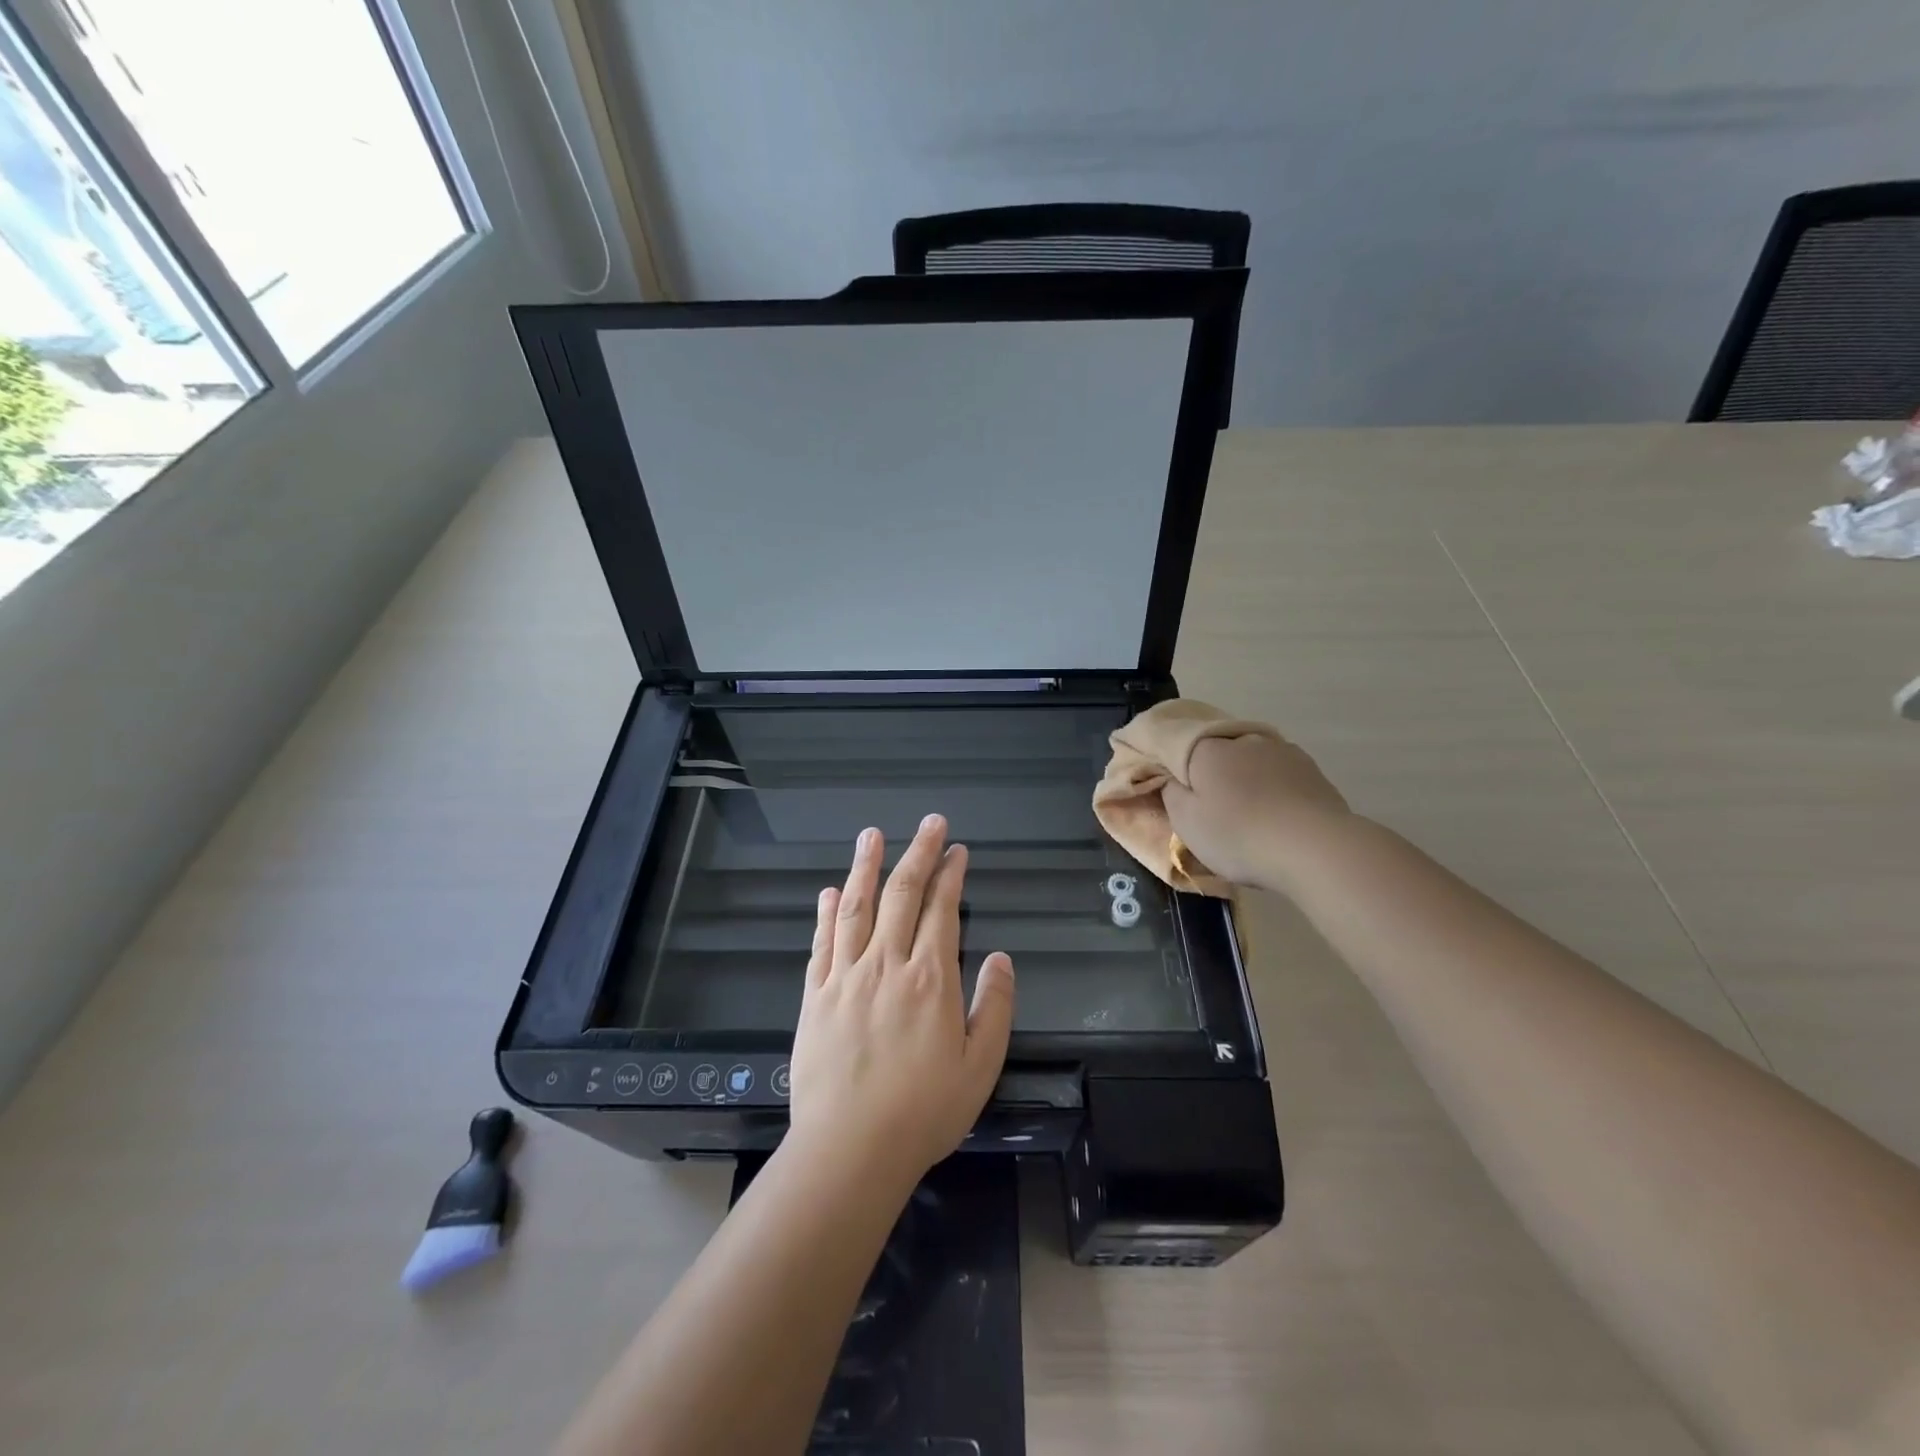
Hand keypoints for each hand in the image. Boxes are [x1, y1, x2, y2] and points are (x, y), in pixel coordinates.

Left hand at [788, 815, 1015, 1186]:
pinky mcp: (816, 995)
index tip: (957, 851)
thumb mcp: (980, 1066)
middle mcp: (887, 964)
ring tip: (872, 835)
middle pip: (902, 894)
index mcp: (930, 978)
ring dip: (866, 867)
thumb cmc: (924, 1111)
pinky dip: (827, 912)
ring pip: (857, 907)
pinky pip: (823, 942)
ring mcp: (846, 976)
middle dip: (918, 853)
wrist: (850, 1149)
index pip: (941, 910)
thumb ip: (995, 1007)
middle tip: (929, 823)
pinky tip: (831, 891)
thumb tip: (1000, 959)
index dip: (951, 875)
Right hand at [1162, 732, 1350, 889]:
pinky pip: (1280, 777)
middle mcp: (1244, 740)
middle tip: (1210, 808)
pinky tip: (1276, 818)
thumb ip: (1171, 794)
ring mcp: (1283, 752)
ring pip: (1252, 763)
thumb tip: (1173, 779)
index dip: (1172, 767)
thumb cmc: (1237, 834)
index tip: (1172, 790)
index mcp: (1207, 748)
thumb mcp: (1186, 822)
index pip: (1177, 745)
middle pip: (1217, 753)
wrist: (1316, 849)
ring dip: (1245, 782)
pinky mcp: (1313, 772)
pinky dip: (1273, 791)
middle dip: (1211, 774)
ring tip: (1248, 816)